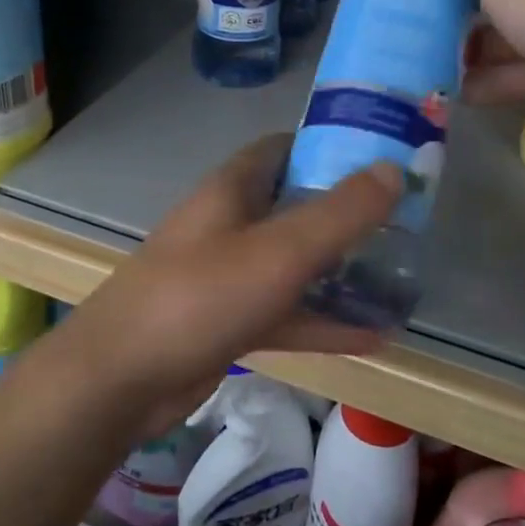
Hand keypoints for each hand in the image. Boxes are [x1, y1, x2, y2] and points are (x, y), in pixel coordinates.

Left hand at [56, 134, 402, 436]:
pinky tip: (376, 336)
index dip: (331, 146)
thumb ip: (340, 213)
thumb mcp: (279, 251)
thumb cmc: (200, 297)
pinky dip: (324, 320)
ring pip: (294, 264)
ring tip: (400, 278)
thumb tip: (394, 168)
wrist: (121, 379)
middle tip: (403, 222)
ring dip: (341, 271)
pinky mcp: (229, 321)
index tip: (382, 157)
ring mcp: (228, 275)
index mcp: (233, 189)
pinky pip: (286, 312)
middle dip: (346, 213)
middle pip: (295, 206)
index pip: (285, 149)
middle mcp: (230, 224)